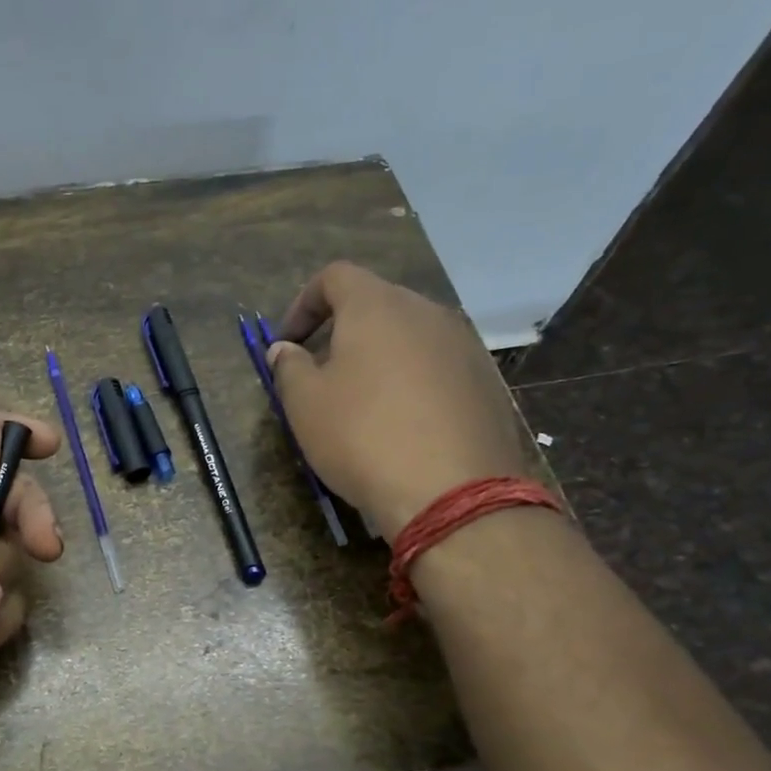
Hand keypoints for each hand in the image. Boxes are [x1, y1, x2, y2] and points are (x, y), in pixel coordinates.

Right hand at [269, 262, 534, 537]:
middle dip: (342, 331)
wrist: (452, 492)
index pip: (335, 277)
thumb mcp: (305, 404)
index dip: (303, 303)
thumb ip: (288, 367)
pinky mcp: (486, 382)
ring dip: (379, 357)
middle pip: (376, 304)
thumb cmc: (362, 437)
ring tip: (361, 401)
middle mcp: (426, 312)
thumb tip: (284, 349)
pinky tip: (403, 424)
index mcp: (377, 306)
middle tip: (320, 373)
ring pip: (410, 336)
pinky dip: (412, 381)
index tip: (288, 343)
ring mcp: (464, 346)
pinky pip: (438, 367)